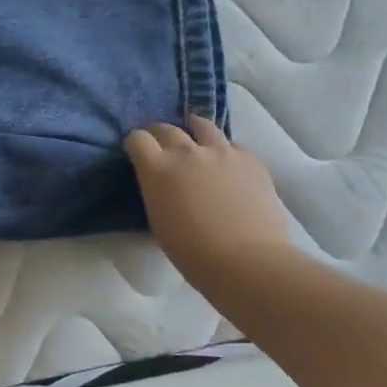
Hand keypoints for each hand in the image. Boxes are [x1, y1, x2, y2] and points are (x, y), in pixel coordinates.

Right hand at [124, 118, 292, 276]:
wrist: (247, 261)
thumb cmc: (192, 252)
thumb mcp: (158, 218)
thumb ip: (157, 190)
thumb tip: (162, 182)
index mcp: (157, 168)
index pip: (138, 138)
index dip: (136, 144)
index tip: (138, 153)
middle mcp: (186, 151)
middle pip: (166, 128)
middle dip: (160, 135)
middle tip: (163, 147)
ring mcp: (221, 151)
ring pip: (202, 125)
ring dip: (194, 130)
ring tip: (196, 140)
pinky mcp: (250, 159)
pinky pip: (232, 146)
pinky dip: (225, 152)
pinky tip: (228, 166)